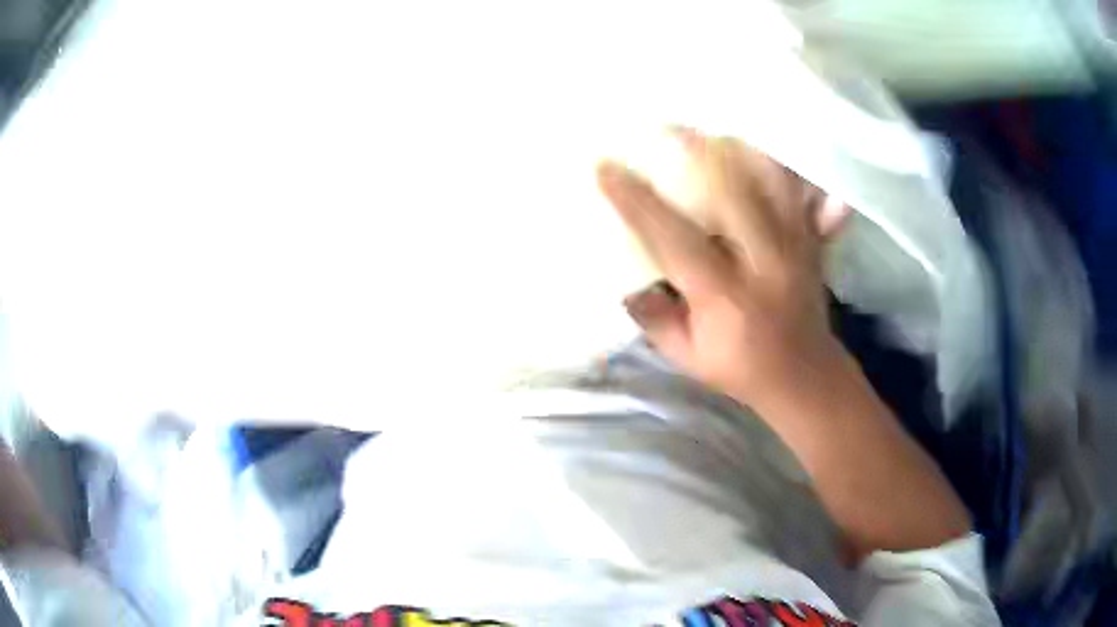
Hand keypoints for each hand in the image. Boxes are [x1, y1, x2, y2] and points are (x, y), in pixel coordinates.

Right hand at [599, 130, 848, 407]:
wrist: (804, 376)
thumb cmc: (739, 369)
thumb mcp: (684, 354)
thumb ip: (652, 315)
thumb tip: (622, 274)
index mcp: (726, 298)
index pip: (674, 240)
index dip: (636, 202)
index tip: (604, 167)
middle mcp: (765, 264)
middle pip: (732, 192)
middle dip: (695, 153)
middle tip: (664, 126)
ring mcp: (795, 248)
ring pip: (770, 181)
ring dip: (738, 149)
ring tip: (710, 128)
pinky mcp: (811, 241)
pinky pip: (800, 192)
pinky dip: (783, 164)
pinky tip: (764, 143)